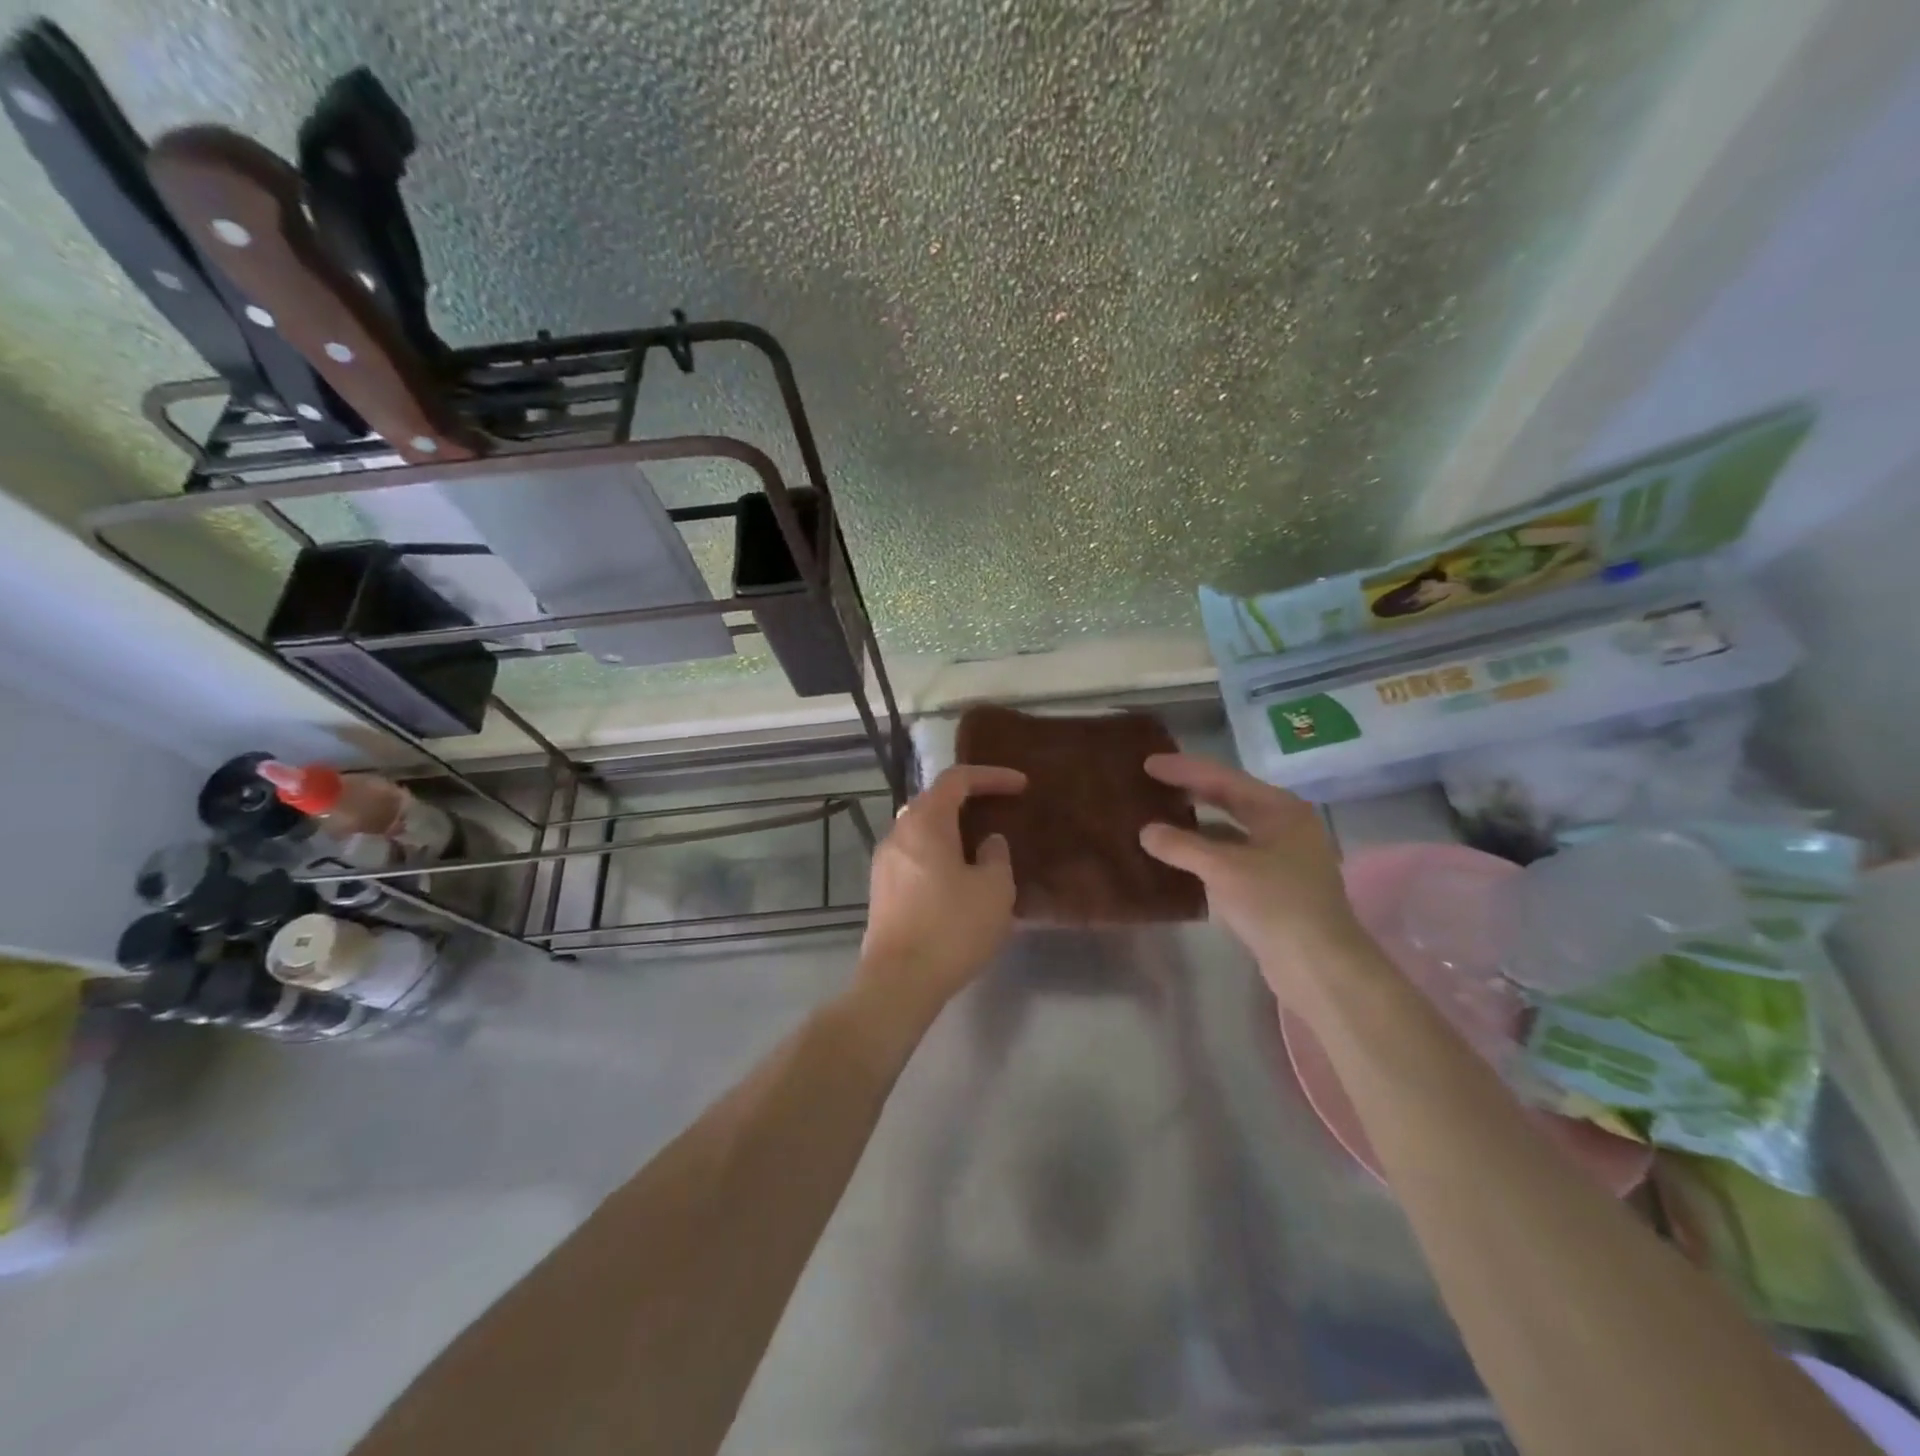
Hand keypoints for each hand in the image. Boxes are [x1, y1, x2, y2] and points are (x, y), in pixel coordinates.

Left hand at [858, 764, 1027, 1010]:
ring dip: (952, 830)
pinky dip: (939, 853)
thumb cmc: (952, 928)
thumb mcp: (994, 889)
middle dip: (969, 800)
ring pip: (922, 830)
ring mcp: (884, 862)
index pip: (957, 780)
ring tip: (981, 846)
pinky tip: (958, 877)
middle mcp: (898, 833)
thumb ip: (996, 856)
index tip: (1021, 786)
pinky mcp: (881, 890)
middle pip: (934, 801)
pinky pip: (914, 856)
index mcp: (925, 822)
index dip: (991, 776)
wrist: (899, 981)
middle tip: (1000, 810)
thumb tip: (987, 843)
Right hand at [1136, 754, 1366, 1001]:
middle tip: (1150, 783)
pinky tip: (1177, 858)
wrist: (1320, 967)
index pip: (1223, 779)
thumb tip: (1146, 831)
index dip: (1184, 769)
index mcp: (1280, 809)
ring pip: (1228, 831)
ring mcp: (1280, 858)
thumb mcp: (1224, 869)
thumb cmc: (1277, 904)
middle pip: (1229, 800)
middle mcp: (1283, 826)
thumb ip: (1182, 846)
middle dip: (1190, 791)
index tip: (1148, 763)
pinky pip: (1229, 858)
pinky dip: (1203, 854)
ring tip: (1157, 817)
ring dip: (1194, 825)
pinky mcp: (1272, 887)